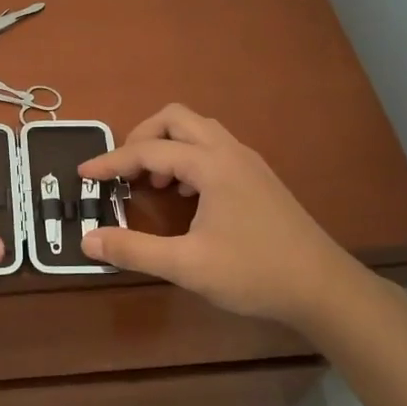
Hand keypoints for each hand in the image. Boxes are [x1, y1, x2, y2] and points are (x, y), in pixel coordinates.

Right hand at [77, 104, 375, 337]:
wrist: (323, 288)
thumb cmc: (254, 273)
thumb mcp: (187, 266)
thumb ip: (134, 250)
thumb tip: (88, 240)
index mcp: (211, 165)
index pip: (149, 151)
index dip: (111, 161)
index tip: (83, 174)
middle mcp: (230, 152)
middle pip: (176, 118)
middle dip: (142, 136)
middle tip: (123, 169)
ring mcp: (248, 162)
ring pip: (198, 130)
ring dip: (167, 145)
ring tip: (152, 183)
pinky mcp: (259, 178)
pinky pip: (214, 148)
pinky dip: (189, 158)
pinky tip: (186, 195)